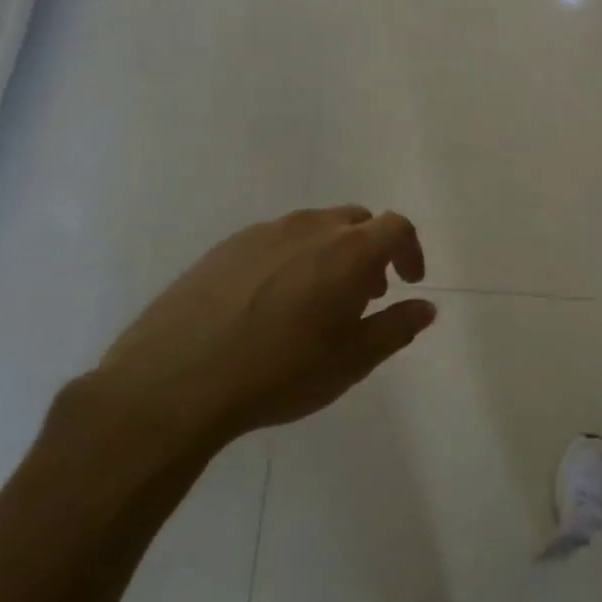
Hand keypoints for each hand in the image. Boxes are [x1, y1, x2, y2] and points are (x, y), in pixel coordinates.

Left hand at [95, 206, 435, 459]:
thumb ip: (396, 328)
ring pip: (313, 228)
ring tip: (319, 301)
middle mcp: (308, 228)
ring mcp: (261, 233)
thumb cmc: (280, 372)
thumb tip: (426, 307)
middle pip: (356, 220)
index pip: (396, 227)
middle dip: (372, 251)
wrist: (175, 381)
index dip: (410, 250)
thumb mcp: (352, 360)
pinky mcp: (224, 247)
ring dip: (332, 253)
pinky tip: (272, 304)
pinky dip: (292, 259)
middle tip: (366, 295)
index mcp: (348, 251)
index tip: (408, 283)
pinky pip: (275, 240)